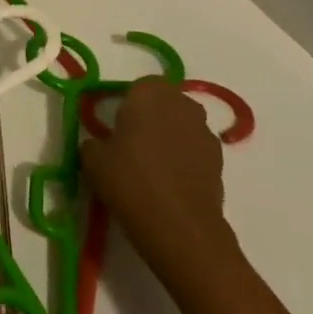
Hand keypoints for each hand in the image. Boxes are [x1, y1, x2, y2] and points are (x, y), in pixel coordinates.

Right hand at [81, 76, 233, 273]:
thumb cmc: (130, 180)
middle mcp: (182, 104)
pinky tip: (170, 183)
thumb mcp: (92, 160)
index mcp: (149, 93)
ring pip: (182, 125)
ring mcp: (205, 131)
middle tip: (132, 144)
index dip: (128, 105)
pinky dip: (185, 159)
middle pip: (165, 103)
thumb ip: (93, 143)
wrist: (179, 226)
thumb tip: (99, 145)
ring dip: (170, 137)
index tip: (117, 128)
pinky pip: (195, 149)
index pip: (138, 87)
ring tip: (152, 167)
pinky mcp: (220, 160)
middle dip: (152, 117)